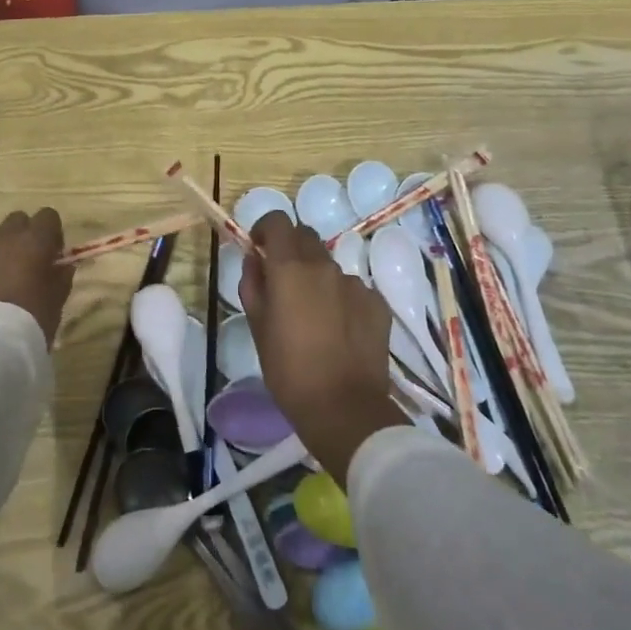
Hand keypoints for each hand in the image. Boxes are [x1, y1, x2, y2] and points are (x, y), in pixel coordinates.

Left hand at [0, 209, 74, 346]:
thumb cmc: (32, 320)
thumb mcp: (57, 300)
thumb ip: (61, 276)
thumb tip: (63, 265)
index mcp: (35, 241)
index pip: (48, 216)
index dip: (51, 233)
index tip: (51, 254)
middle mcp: (5, 237)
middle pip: (17, 220)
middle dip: (23, 235)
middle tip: (25, 263)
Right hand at [239, 212, 404, 486]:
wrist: (344, 408)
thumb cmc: (288, 370)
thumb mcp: (257, 327)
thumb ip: (253, 284)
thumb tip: (255, 259)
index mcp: (290, 268)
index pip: (278, 221)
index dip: (265, 228)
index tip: (259, 248)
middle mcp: (325, 266)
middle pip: (306, 236)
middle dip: (291, 249)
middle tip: (282, 281)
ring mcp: (356, 284)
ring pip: (330, 266)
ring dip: (316, 277)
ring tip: (312, 315)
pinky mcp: (377, 304)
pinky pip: (354, 290)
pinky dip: (341, 299)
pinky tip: (339, 330)